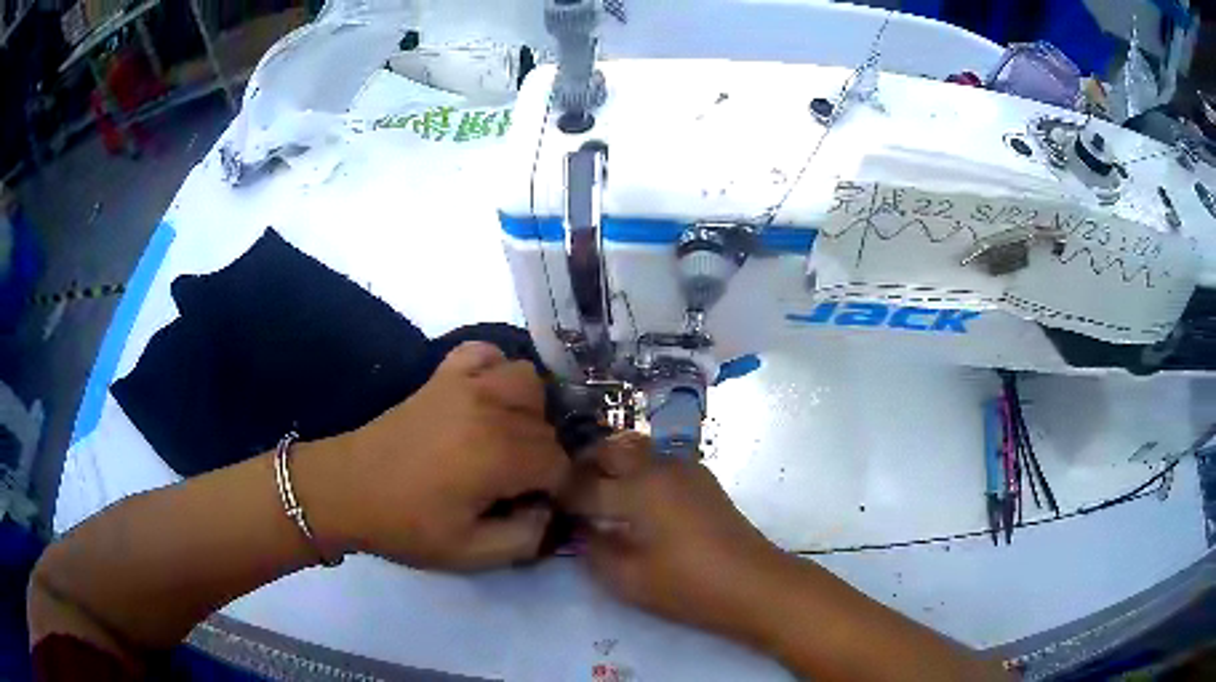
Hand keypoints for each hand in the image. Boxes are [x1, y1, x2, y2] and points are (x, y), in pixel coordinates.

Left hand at [299, 342, 569, 570]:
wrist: (346, 489)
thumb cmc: (406, 525)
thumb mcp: (470, 554)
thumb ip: (526, 538)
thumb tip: (546, 509)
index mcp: (499, 456)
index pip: (559, 463)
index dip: (555, 489)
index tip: (535, 506)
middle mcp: (490, 409)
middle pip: (547, 425)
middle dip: (542, 458)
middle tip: (516, 484)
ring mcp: (465, 384)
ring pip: (527, 380)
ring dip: (529, 410)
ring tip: (508, 438)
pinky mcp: (442, 375)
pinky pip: (484, 352)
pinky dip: (495, 369)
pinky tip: (485, 397)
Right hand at [562, 434, 791, 635]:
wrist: (755, 583)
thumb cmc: (689, 586)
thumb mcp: (628, 579)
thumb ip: (594, 550)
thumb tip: (581, 528)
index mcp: (637, 489)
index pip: (582, 484)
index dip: (558, 494)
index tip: (542, 503)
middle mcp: (658, 467)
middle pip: (608, 450)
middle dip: (582, 466)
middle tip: (566, 492)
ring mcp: (684, 468)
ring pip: (635, 449)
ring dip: (610, 463)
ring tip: (597, 492)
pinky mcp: (701, 477)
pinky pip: (656, 461)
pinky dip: (635, 470)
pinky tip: (634, 499)